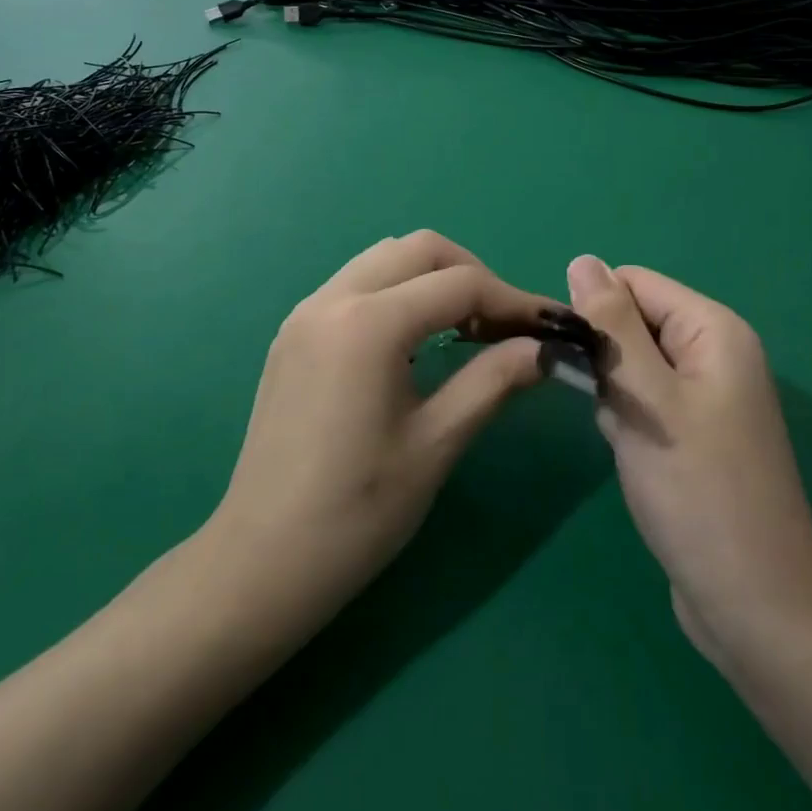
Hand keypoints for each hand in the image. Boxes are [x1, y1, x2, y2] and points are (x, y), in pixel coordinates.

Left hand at [206, 232, 554, 626]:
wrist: (261, 561)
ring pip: (384, 259)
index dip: (514, 300)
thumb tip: (543, 349)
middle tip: (504, 326)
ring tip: (466, 330)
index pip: (459, 284)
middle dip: (471, 275)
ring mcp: (306, 311)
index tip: (550, 327)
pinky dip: (396, 293)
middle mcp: (333, 298)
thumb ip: (493, 381)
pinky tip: (415, 341)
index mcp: (369, 323)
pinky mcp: (293, 332)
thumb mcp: (435, 444)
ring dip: (432, 278)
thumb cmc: (357, 513)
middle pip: (419, 249)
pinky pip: (355, 284)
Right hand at [566, 256, 811, 683]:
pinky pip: (645, 400)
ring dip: (613, 394)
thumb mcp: (645, 397)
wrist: (753, 606)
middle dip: (605, 359)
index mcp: (714, 329)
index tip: (579, 360)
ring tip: (622, 438)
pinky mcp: (696, 431)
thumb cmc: (697, 490)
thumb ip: (611, 324)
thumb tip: (582, 259)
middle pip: (633, 321)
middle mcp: (715, 352)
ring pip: (633, 364)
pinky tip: (630, 456)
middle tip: (609, 409)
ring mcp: (708, 394)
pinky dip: (626, 419)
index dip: (597, 312)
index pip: (633, 282)